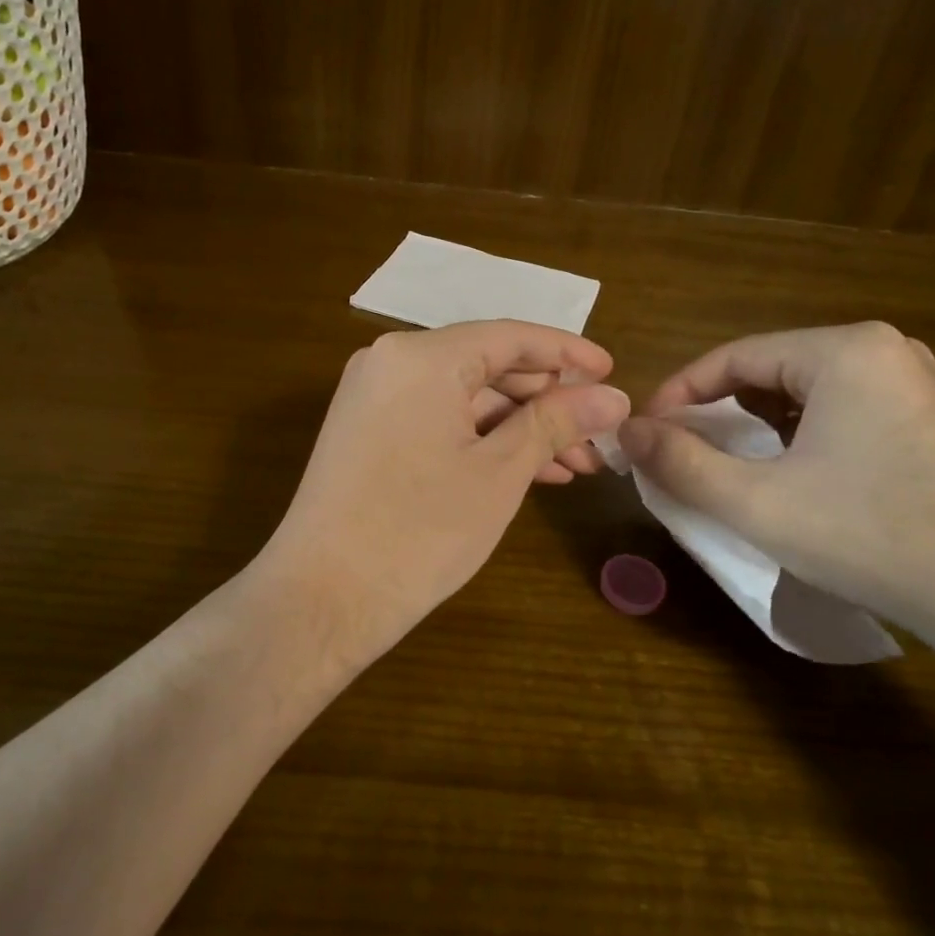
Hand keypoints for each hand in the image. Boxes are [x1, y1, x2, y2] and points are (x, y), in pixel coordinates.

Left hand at [258, 321, 629, 664]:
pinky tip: (527, 471)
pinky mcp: (366, 433)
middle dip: (547, 401)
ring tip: (574, 464)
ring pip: (464, 398)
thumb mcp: (500, 472)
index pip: (509, 337)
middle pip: (486, 366)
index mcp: (421, 356)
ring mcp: (373, 398)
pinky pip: (437, 420)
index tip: (612, 372)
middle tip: (598, 434)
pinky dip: (481, 440)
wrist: (321, 598)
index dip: (566, 352)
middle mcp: (390, 362)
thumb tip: (613, 396)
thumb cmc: (419, 530)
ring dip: (519, 427)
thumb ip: (556, 422)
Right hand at [616, 322, 934, 643]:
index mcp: (844, 349)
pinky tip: (791, 474)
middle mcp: (885, 349)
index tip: (646, 433)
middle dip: (718, 411)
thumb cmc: (870, 536)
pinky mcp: (933, 419)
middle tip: (681, 452)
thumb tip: (626, 432)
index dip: (679, 393)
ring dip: (757, 425)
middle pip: (771, 370)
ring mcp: (917, 383)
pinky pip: (844, 410)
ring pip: (806, 391)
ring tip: (726, 465)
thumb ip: (680, 463)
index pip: (734, 356)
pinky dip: (801, 434)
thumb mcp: (756, 502)